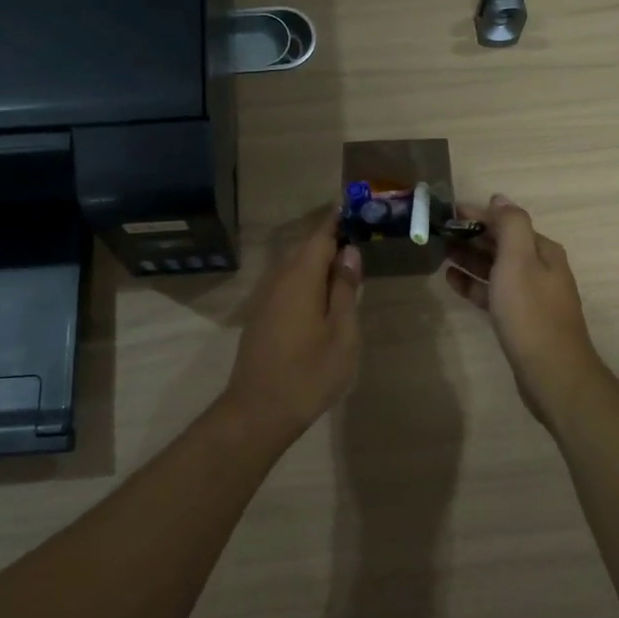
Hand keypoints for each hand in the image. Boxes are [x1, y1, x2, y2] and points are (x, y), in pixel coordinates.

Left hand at [220, 210, 362, 445]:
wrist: (258, 411)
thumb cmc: (308, 374)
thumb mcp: (341, 334)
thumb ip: (345, 290)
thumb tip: (349, 253)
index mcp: (300, 278)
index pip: (321, 235)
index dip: (338, 219)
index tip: (357, 205)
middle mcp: (278, 279)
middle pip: (306, 248)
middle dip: (332, 237)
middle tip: (361, 233)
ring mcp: (266, 297)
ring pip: (295, 266)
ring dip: (320, 259)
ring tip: (348, 262)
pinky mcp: (261, 315)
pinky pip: (288, 283)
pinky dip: (308, 277)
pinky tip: (324, 293)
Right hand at [445, 195, 606, 429]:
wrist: (551, 371)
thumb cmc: (530, 312)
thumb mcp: (519, 260)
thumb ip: (510, 224)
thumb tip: (499, 198)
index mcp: (542, 250)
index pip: (506, 221)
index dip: (477, 214)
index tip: (446, 212)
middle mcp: (540, 268)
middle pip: (501, 243)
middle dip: (472, 235)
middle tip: (437, 232)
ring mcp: (530, 295)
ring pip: (495, 268)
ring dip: (469, 257)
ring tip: (440, 252)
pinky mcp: (519, 319)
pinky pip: (492, 292)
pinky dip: (473, 284)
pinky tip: (452, 280)